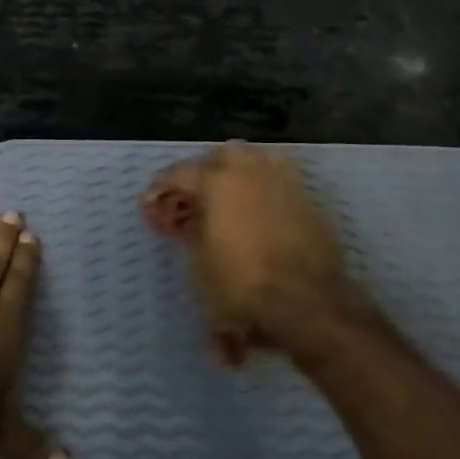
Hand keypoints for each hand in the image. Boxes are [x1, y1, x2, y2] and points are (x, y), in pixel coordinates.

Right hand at [142, 141, 375, 366]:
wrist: (306, 303)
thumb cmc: (241, 285)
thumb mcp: (200, 264)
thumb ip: (189, 234)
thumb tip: (183, 222)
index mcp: (218, 182)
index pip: (180, 173)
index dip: (161, 189)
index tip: (150, 204)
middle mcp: (251, 172)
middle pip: (223, 155)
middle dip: (204, 171)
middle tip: (194, 197)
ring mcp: (284, 183)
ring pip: (257, 160)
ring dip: (238, 173)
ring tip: (228, 199)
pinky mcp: (308, 202)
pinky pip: (280, 182)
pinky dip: (264, 191)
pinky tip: (258, 214)